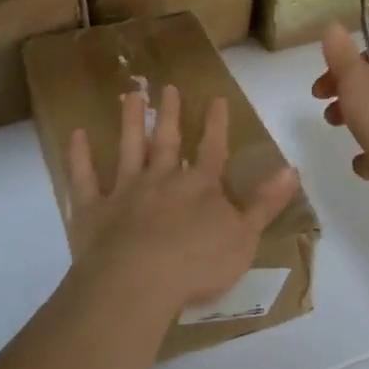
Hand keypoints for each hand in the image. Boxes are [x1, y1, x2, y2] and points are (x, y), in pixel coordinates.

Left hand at [67, 83, 300, 320]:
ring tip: (129, 96)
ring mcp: (125, 191)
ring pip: (128, 149)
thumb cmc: (197, 264)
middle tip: (166, 86)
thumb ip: (264, 203)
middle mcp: (162, 180)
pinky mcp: (93, 209)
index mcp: (200, 187)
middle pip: (167, 141)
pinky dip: (80, 156)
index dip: (215, 124)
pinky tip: (77, 135)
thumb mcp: (244, 237)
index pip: (212, 149)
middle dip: (169, 114)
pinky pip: (85, 177)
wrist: (138, 282)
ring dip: (130, 122)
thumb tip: (291, 169)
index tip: (216, 98)